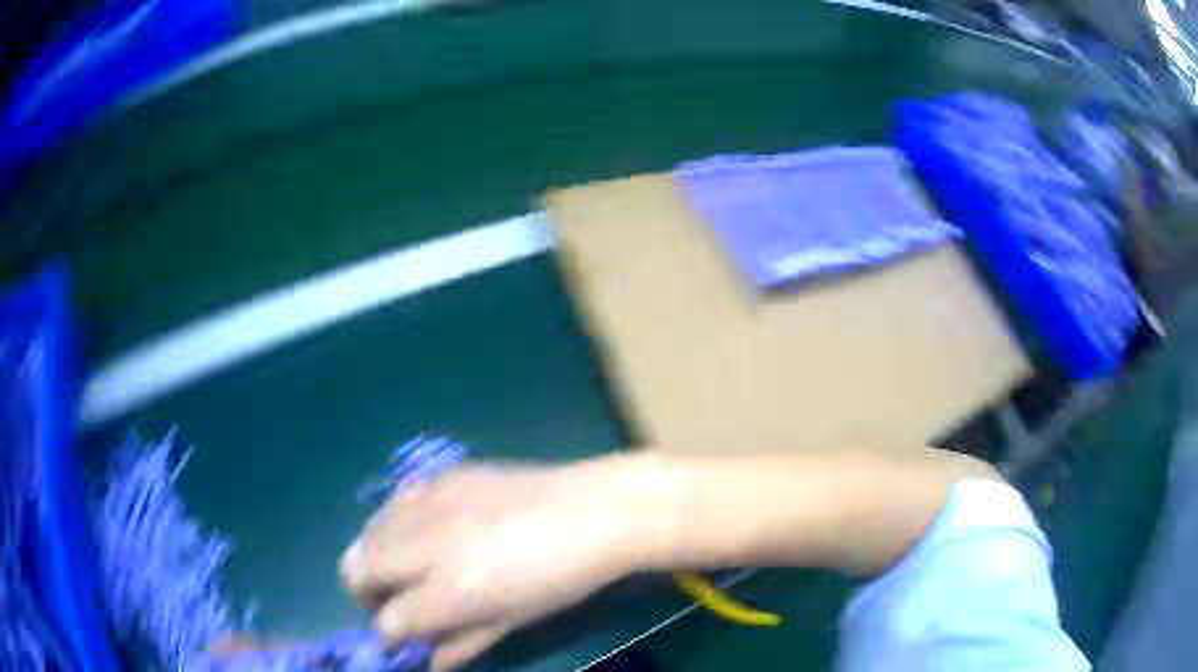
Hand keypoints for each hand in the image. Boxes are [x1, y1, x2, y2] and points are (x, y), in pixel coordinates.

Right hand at [340, 457, 671, 670]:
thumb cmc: (561, 580)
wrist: (593, 512)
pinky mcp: (441, 476)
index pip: (387, 620)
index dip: (387, 635)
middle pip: (356, 568)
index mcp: (449, 591)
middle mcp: (425, 545)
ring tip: (404, 570)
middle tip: (391, 604)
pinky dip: (395, 524)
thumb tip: (428, 661)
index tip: (397, 638)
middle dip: (364, 594)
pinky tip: (423, 533)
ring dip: (374, 558)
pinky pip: (396, 501)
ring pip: (367, 532)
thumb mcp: (513, 621)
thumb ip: (462, 642)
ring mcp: (430, 503)